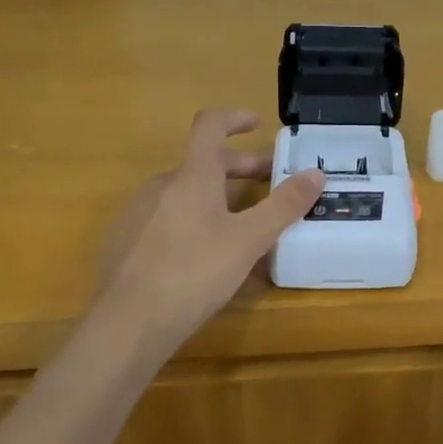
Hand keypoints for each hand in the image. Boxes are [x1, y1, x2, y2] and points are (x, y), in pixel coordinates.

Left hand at [94, 109, 325, 356]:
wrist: (127, 324)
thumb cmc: (194, 273)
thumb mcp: (249, 240)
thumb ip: (284, 205)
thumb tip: (316, 173)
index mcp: (193, 176)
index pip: (210, 125)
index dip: (235, 118)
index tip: (257, 125)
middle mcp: (162, 185)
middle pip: (203, 162)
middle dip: (240, 167)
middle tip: (270, 182)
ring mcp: (139, 213)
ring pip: (185, 191)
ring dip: (218, 195)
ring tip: (243, 223)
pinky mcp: (126, 241)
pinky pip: (167, 216)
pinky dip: (193, 219)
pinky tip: (205, 253)